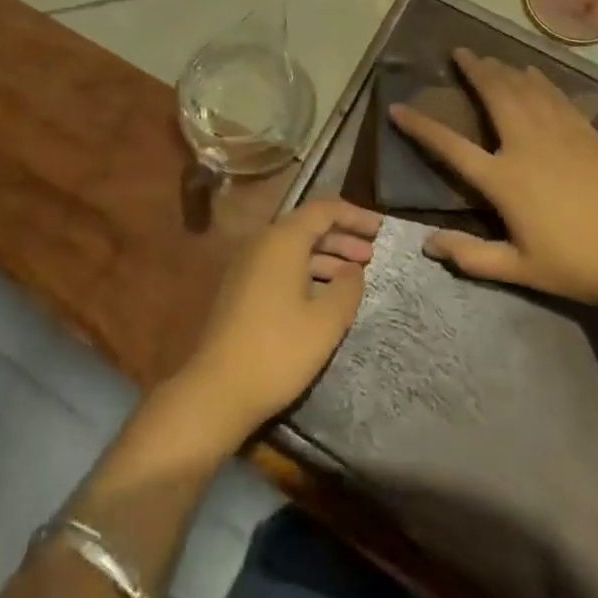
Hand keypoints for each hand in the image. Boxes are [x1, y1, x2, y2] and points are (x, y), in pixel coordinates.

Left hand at [172, 198, 381, 445]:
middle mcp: (262, 243)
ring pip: (294, 248)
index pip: (323, 209)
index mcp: (282, 240)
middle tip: (372, 254)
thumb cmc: (277, 350)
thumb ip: (347, 289)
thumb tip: (354, 269)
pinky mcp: (241, 288)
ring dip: (326, 256)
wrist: (217, 388)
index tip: (381, 228)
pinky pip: (281, 266)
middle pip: (307, 226)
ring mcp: (248, 265)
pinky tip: (324, 295)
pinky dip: (307, 271)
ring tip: (355, 276)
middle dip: (342, 237)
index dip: (354, 215)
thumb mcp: (325, 322)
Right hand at [390, 48, 597, 305]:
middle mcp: (525, 144)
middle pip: (493, 95)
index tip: (398, 108)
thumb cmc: (577, 264)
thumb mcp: (520, 269)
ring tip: (488, 56)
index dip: (420, 126)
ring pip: (523, 88)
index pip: (450, 146)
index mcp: (503, 179)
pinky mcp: (585, 132)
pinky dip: (538, 79)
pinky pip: (554, 95)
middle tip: (459, 52)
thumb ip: (471, 256)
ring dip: (503, 68)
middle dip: (473, 70)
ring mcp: (558, 133)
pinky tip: (532, 72)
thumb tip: (427, 244)